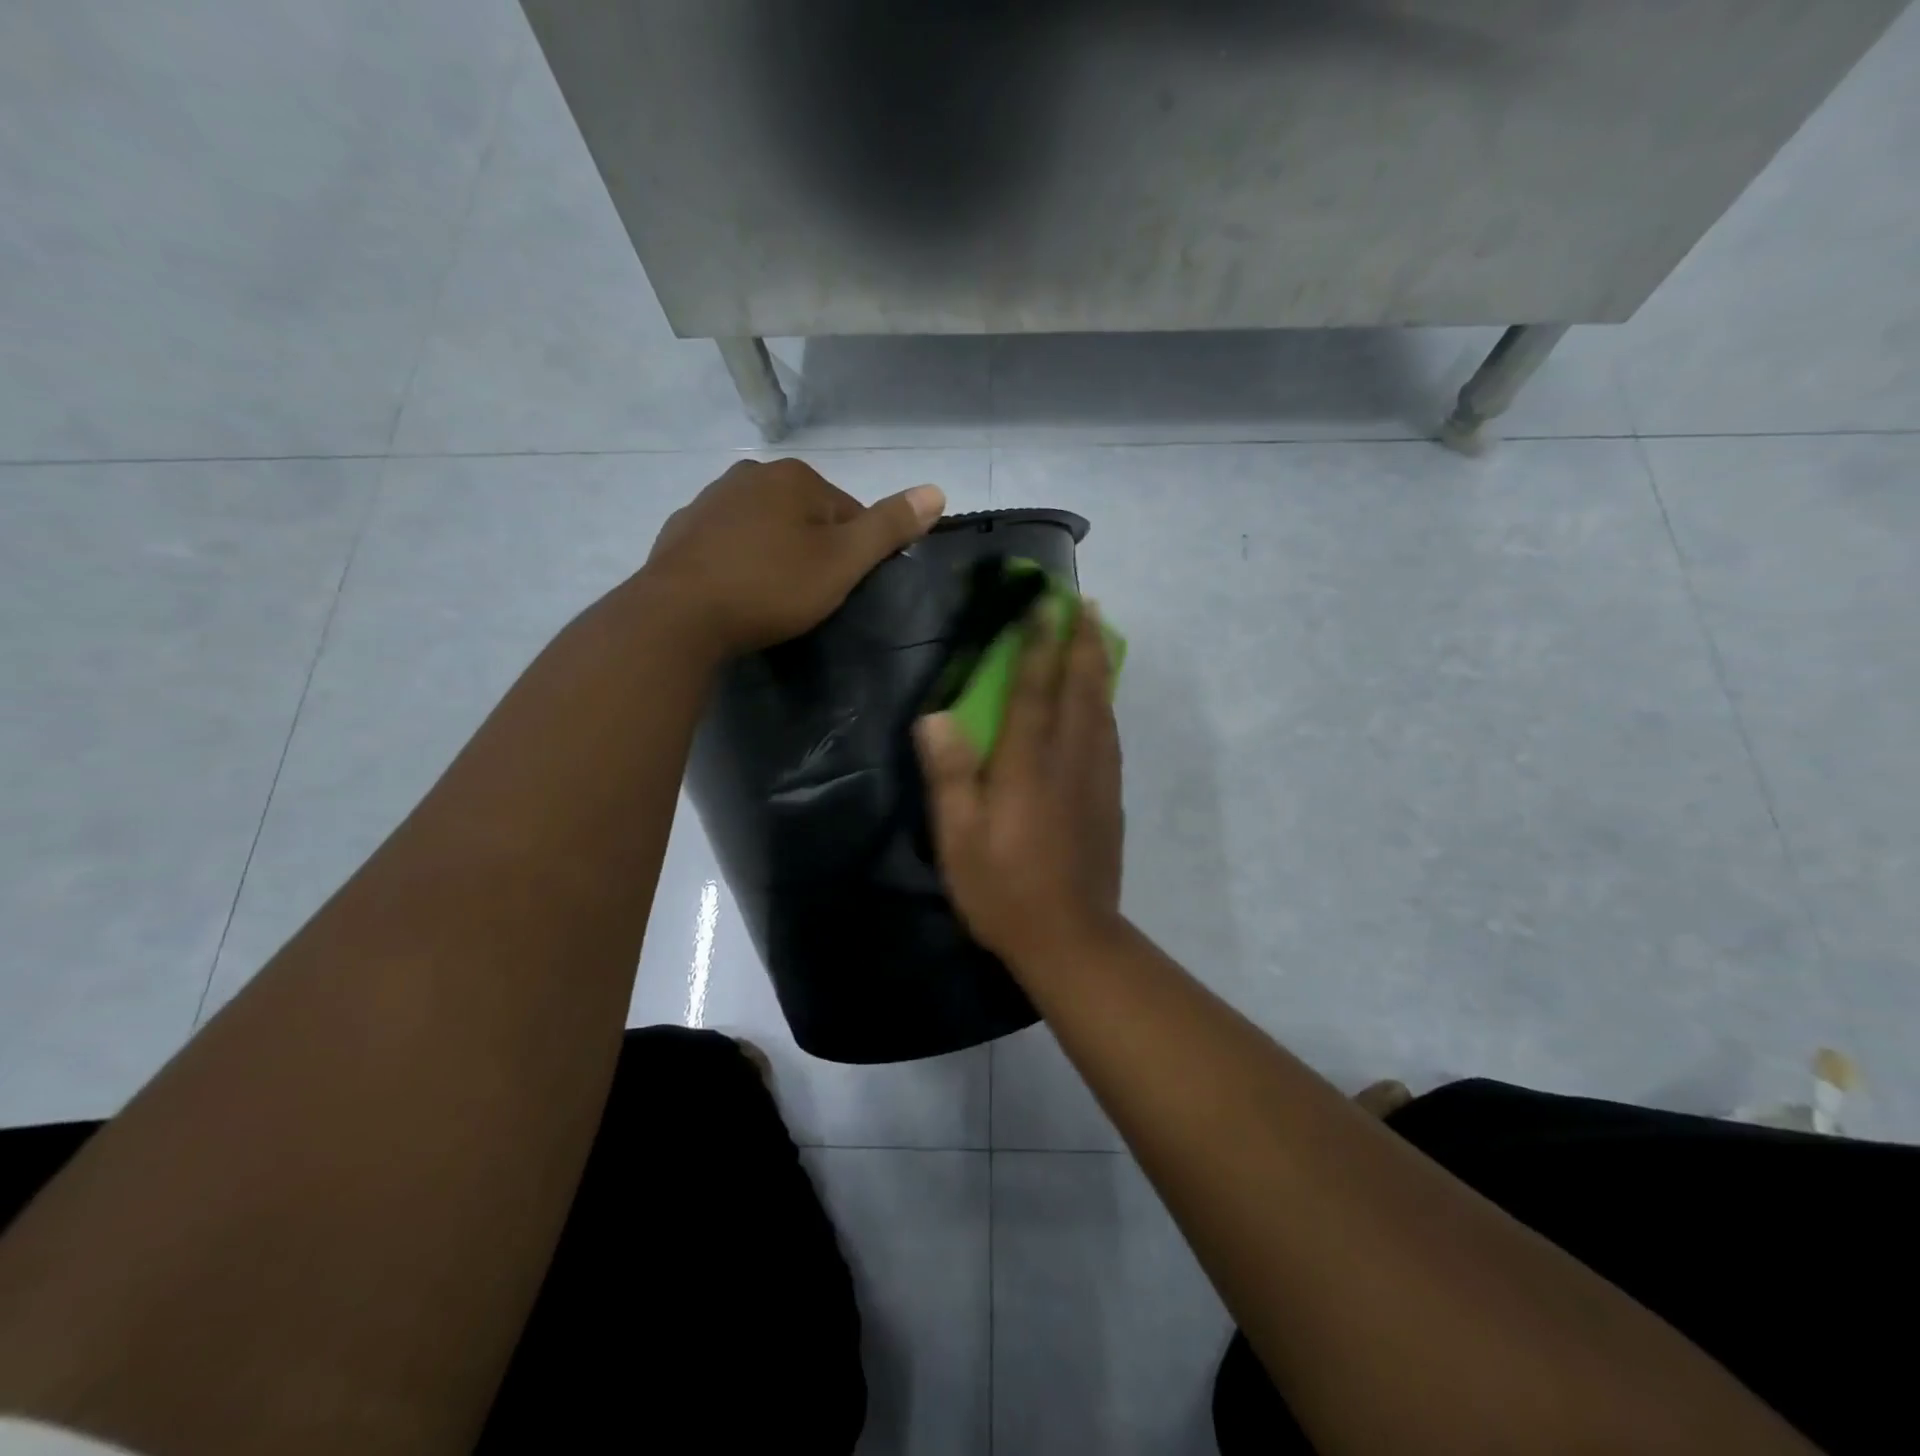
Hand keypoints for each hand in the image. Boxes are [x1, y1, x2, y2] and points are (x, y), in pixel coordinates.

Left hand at [644, 458, 945, 655]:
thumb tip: (938, 490)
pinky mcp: (682, 531)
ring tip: (773, 599)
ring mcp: (710, 500)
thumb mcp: (843, 561)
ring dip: (775, 555)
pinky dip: (739, 562)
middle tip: (809, 597)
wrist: (679, 615)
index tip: (842, 588)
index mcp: (795, 476)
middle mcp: (750, 474)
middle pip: (805, 515)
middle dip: (813, 550)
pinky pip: (728, 543)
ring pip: (764, 527)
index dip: (853, 552)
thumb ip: (889, 526)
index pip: (847, 510)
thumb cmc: (772, 586)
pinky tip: (737, 593)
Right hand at [915, 604, 1124, 967]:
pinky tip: (1102, 701)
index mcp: (1028, 765)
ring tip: (1098, 635)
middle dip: (1083, 641)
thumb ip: (950, 775)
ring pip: (1102, 707)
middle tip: (1086, 603)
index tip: (1045, 603)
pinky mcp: (1110, 798)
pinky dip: (1106, 704)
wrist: (1072, 938)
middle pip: (1081, 687)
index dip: (1039, 643)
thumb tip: (937, 716)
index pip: (1035, 689)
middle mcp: (1069, 759)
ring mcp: (1097, 778)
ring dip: (1099, 665)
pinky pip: (1110, 735)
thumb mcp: (959, 839)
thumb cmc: (1004, 890)